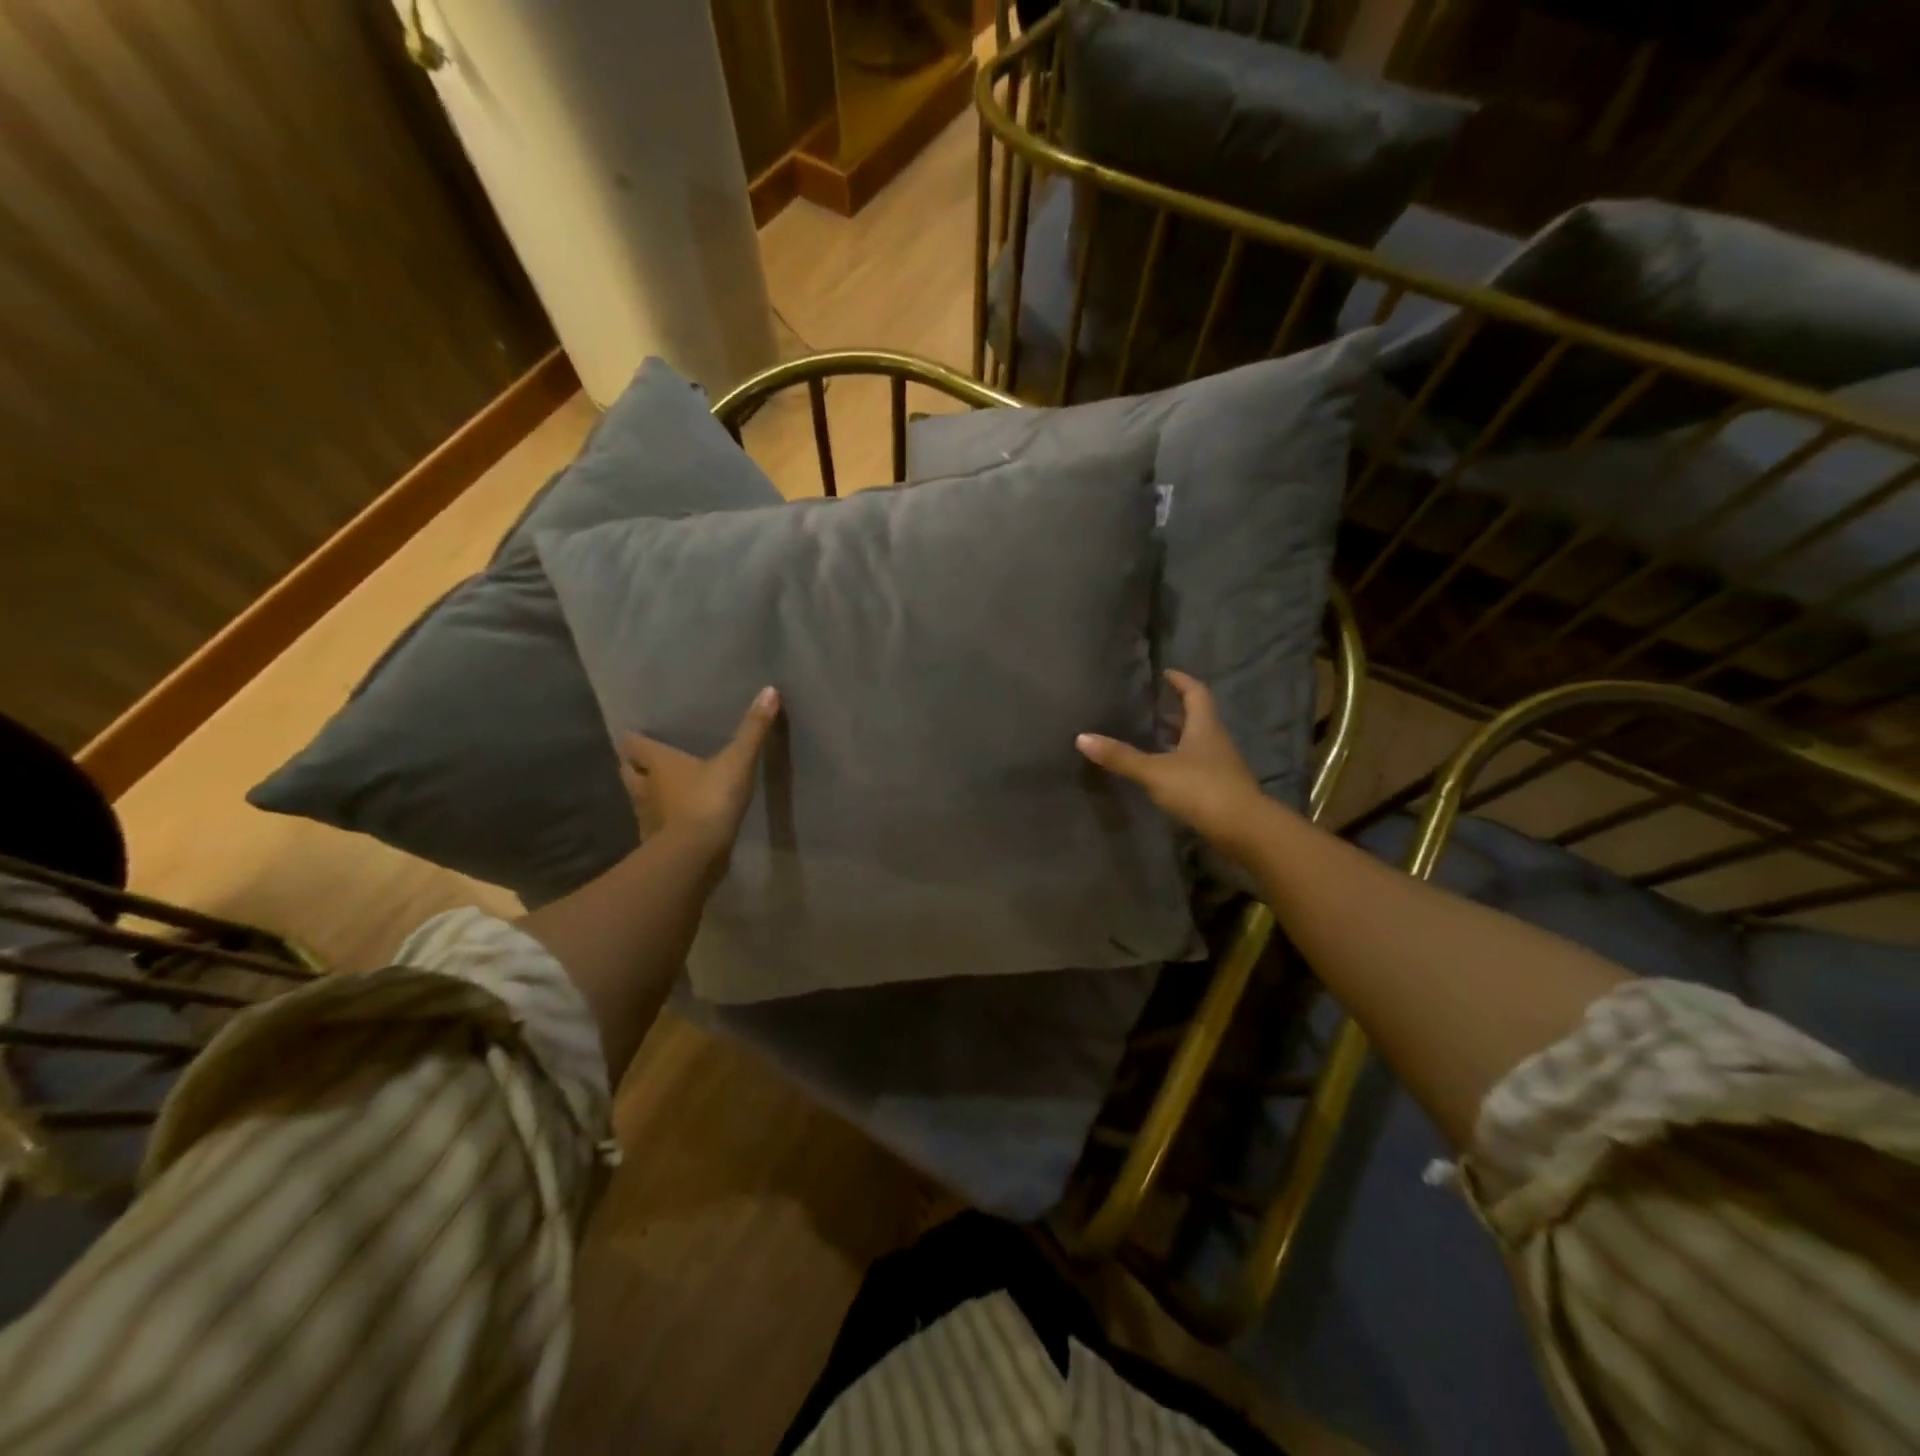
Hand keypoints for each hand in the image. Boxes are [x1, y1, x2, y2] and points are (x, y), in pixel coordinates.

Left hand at [619, 687, 780, 865]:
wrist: (696, 855)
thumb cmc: (709, 800)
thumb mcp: (737, 761)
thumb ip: (753, 729)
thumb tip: (770, 689)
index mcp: (657, 763)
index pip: (632, 744)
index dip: (634, 738)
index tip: (639, 734)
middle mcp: (644, 787)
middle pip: (629, 771)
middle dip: (636, 765)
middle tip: (650, 760)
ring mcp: (647, 817)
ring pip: (638, 799)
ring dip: (647, 793)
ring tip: (662, 789)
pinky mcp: (655, 844)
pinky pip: (653, 827)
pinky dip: (660, 823)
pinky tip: (674, 822)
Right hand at [1076, 670, 1275, 857]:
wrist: (1243, 829)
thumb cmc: (1201, 789)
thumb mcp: (1155, 771)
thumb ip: (1121, 756)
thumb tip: (1082, 737)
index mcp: (1204, 727)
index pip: (1195, 693)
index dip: (1181, 681)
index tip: (1165, 673)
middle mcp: (1216, 741)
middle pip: (1198, 718)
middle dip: (1176, 711)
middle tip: (1152, 707)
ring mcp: (1221, 767)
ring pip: (1198, 744)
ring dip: (1178, 738)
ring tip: (1152, 738)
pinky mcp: (1220, 790)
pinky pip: (1198, 767)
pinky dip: (1180, 763)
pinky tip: (1164, 773)